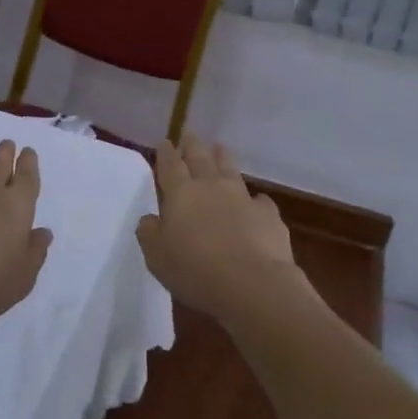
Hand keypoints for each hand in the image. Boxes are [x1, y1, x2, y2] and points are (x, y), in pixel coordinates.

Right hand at [134, 137, 303, 322]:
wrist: (252, 283)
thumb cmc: (195, 270)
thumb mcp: (157, 257)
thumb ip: (150, 233)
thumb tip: (150, 218)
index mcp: (181, 194)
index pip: (171, 165)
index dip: (166, 153)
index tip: (165, 142)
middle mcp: (211, 187)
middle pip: (200, 157)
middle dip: (193, 145)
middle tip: (189, 135)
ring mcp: (242, 197)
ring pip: (230, 169)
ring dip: (223, 157)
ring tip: (220, 147)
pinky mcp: (268, 214)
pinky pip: (259, 200)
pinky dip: (254, 200)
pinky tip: (256, 203)